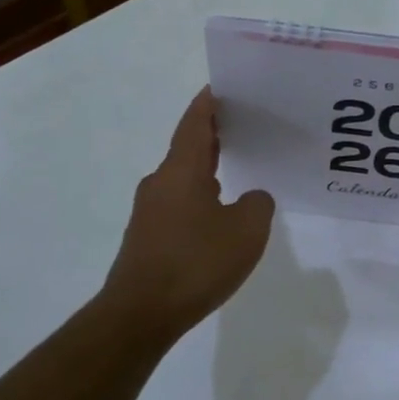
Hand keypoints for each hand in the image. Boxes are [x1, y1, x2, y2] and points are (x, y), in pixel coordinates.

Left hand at [103, 89, 274, 340]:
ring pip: (183, 177)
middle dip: (214, 134)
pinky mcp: (147, 236)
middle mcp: (160, 182)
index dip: (209, 102)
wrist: (140, 313)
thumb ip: (258, 204)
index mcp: (182, 170)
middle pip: (189, 147)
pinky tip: (219, 214)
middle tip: (245, 125)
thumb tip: (251, 198)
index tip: (223, 86)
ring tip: (238, 168)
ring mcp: (149, 211)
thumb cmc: (196, 263)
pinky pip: (179, 204)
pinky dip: (200, 197)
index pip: (196, 122)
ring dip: (208, 168)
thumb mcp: (247, 231)